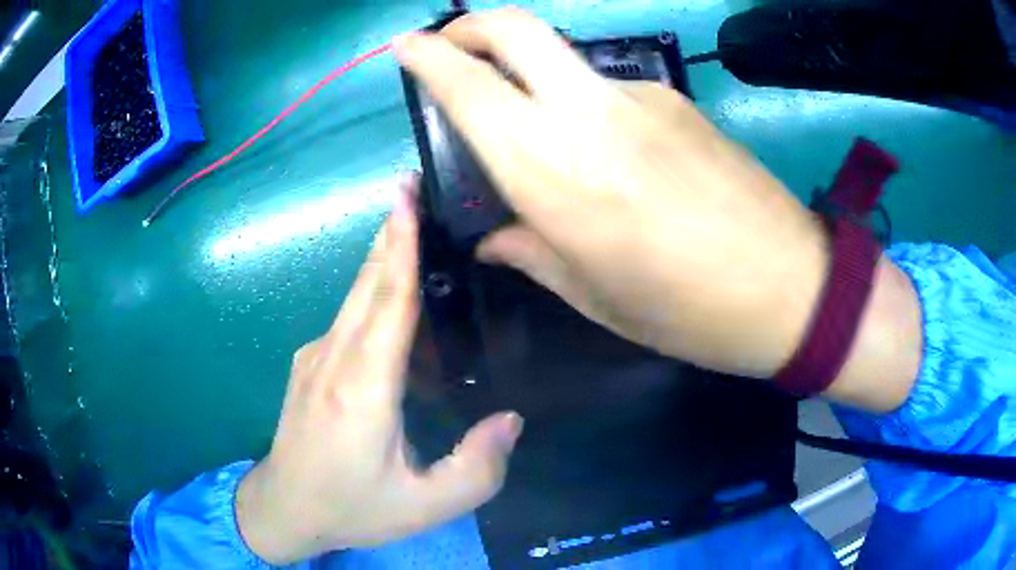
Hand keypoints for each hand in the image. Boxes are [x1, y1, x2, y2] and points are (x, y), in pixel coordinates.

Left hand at [235, 178, 523, 563]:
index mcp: (363, 389)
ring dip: (381, 256)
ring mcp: (314, 358)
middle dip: (389, 230)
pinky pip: (346, 318)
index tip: (407, 197)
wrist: (285, 508)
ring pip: (354, 297)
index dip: (400, 244)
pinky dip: (371, 292)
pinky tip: (390, 291)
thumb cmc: (353, 508)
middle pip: (367, 284)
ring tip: (408, 223)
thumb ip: (477, 468)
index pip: (388, 301)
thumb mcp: (426, 505)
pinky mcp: (308, 366)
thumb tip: (511, 420)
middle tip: (411, 185)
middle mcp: (334, 359)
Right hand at [395, 8, 921, 409]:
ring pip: (562, 61)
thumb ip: (533, 254)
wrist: (791, 287)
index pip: (471, 88)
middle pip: (515, 29)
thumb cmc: (689, 312)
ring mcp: (640, 97)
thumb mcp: (597, 299)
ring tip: (538, 130)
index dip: (429, 57)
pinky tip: (609, 153)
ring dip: (530, 75)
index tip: (405, 48)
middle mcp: (590, 115)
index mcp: (555, 174)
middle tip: (449, 46)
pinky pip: (608, 89)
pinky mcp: (677, 100)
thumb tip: (494, 237)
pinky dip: (584, 105)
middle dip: (470, 26)